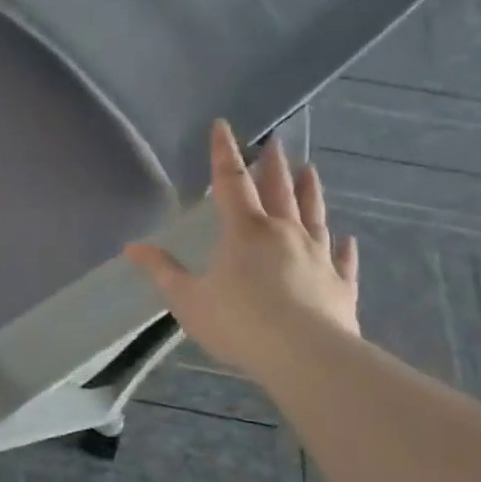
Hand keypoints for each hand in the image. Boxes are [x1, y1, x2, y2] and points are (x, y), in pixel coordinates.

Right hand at [127, 120, 358, 383]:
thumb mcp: (188, 299)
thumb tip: (133, 248)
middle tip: (275, 141)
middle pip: (278, 190)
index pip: (231, 181)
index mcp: (245, 230)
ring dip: (311, 192)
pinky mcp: (341, 285)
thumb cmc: (238, 322)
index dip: (224, 152)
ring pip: (315, 215)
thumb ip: (163, 270)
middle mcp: (284, 233)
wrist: (305, 356)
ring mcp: (318, 257)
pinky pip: (343, 260)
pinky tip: (347, 238)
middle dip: (273, 164)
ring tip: (311, 170)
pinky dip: (344, 248)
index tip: (224, 125)